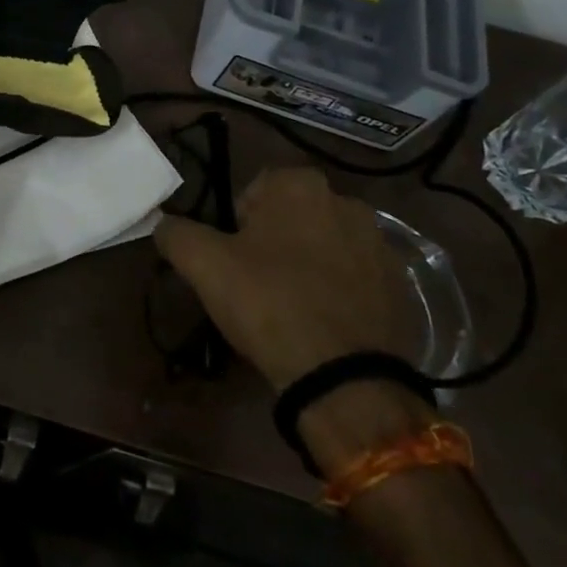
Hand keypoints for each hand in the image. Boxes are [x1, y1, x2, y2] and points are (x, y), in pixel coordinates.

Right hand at [155, 167, 423, 391]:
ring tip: (290, 307)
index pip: (254, 192)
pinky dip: (339, 291)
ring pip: (325, 245)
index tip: (232, 261)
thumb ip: (175, 232)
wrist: (346, 380)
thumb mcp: (203, 264)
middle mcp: (347, 202)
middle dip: (274, 242)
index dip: (236, 226)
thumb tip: (163, 223)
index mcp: (300, 185)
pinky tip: (323, 323)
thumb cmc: (269, 304)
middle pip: (292, 217)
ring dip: (308, 264)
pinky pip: (356, 277)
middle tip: (255, 284)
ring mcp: (381, 244)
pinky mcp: (402, 286)